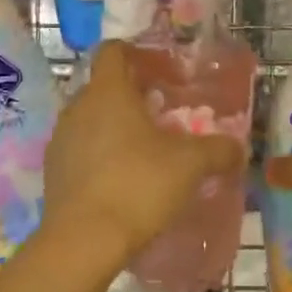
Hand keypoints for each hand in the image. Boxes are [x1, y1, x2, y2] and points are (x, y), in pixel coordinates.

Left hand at [42, 41, 247, 267]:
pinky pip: (82, 150)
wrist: (84, 241)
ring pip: (92, 120)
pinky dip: (102, 155)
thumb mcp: (190, 165)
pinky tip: (124, 180)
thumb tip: (238, 148)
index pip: (113, 51)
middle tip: (165, 117)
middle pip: (105, 87)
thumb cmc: (139, 185)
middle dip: (134, 97)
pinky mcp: (53, 171)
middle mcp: (78, 107)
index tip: (163, 72)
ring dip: (117, 128)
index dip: (138, 54)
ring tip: (147, 152)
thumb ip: (218, 150)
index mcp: (108, 92)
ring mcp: (61, 140)